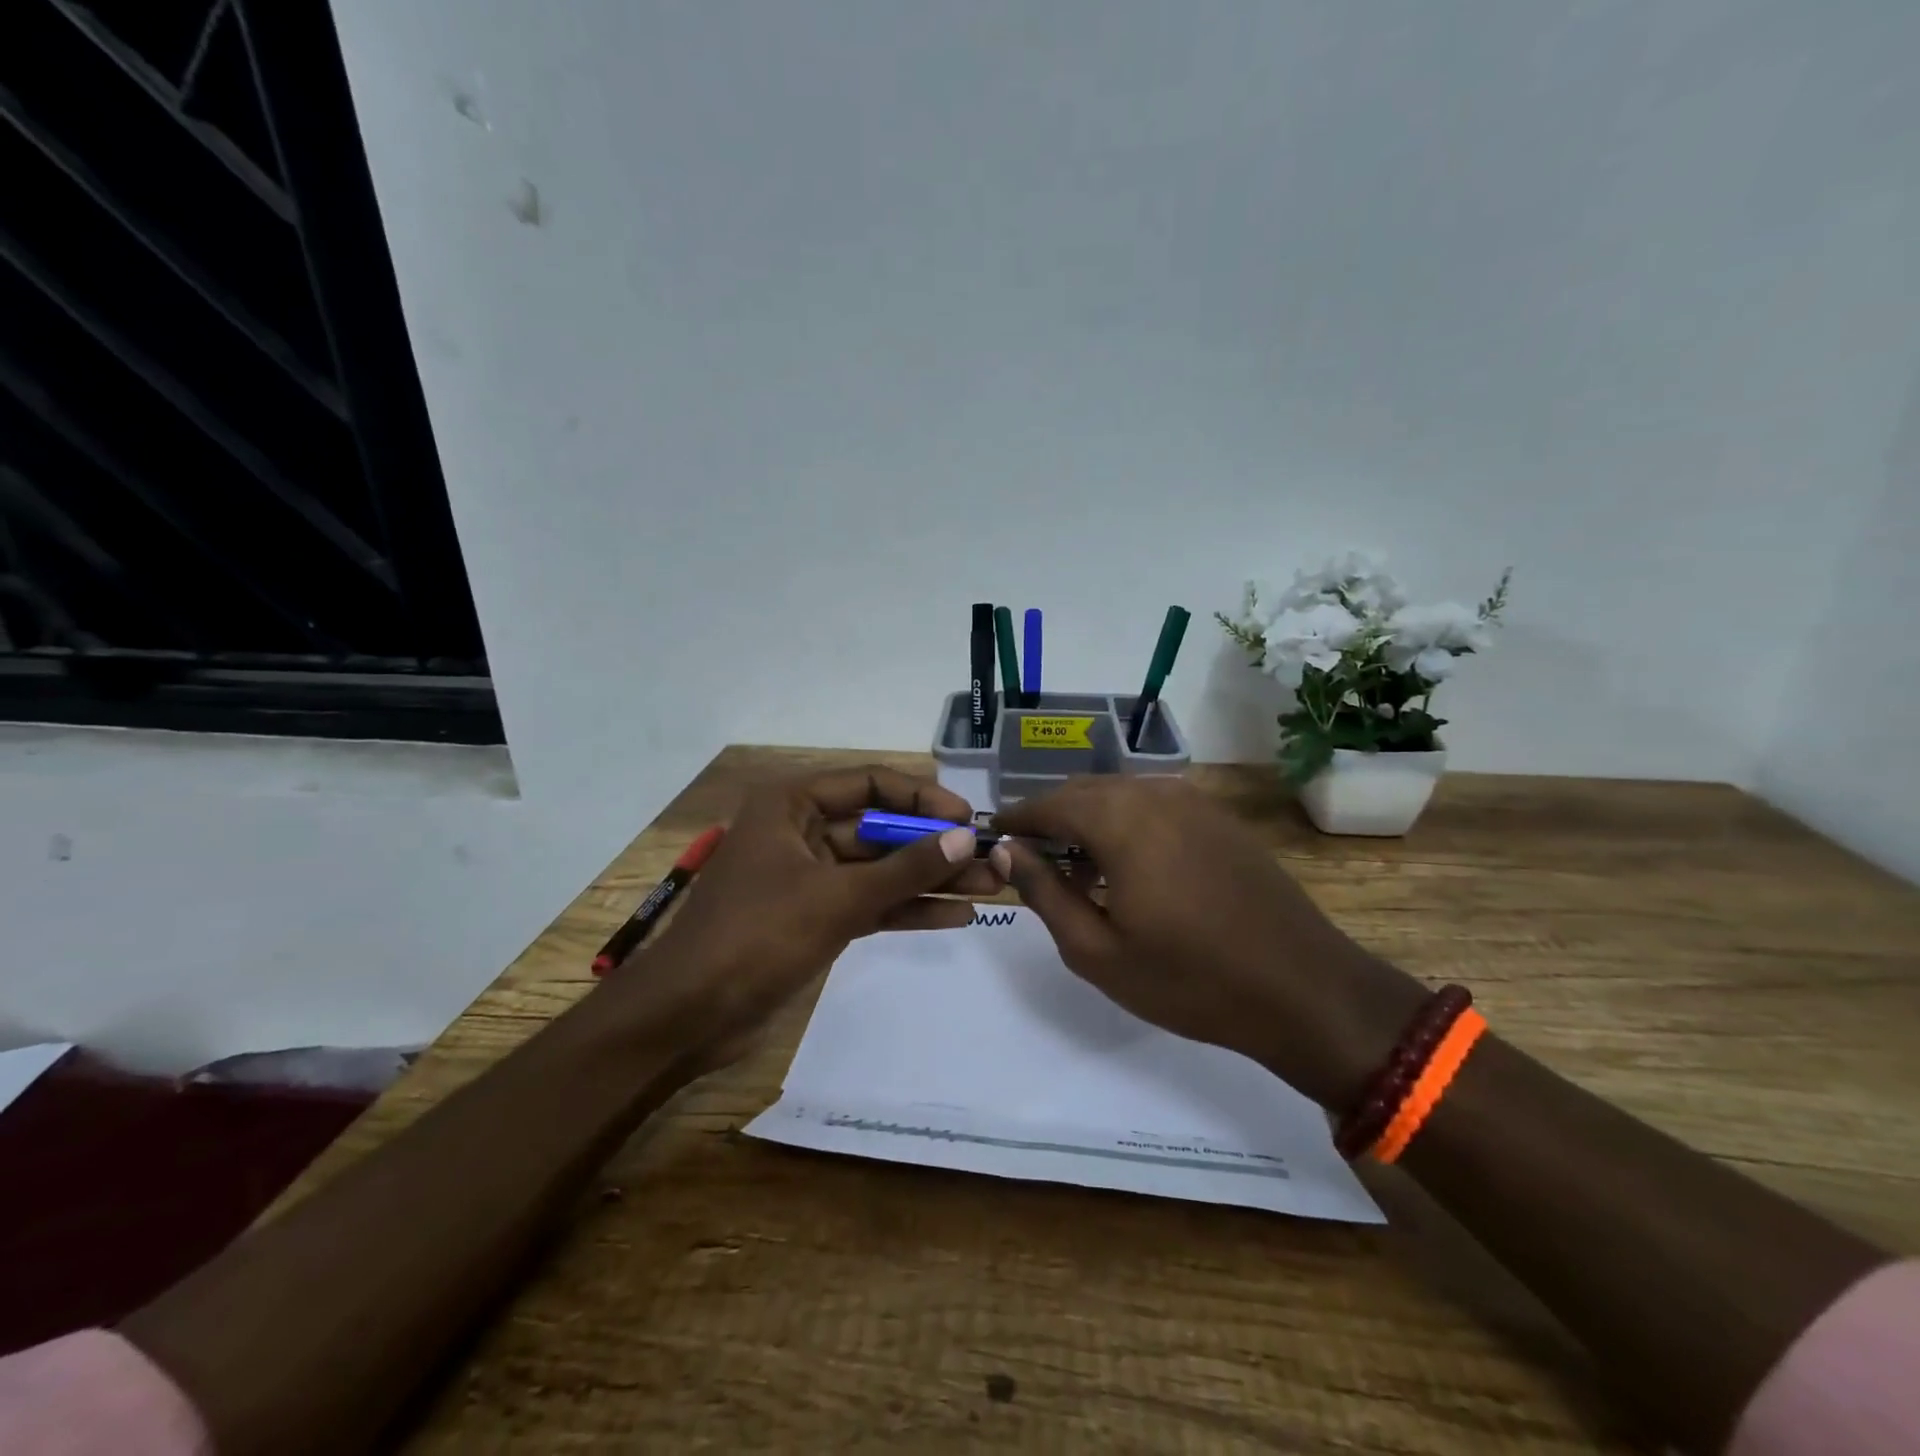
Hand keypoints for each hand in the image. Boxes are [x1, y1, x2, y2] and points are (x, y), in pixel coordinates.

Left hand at [604, 766, 1002, 1069]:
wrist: (688, 1016)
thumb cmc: (757, 936)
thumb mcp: (838, 897)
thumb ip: (905, 868)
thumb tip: (964, 838)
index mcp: (792, 805)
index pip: (870, 784)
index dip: (921, 797)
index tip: (966, 819)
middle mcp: (802, 832)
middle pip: (881, 829)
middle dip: (934, 846)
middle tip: (991, 860)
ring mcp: (810, 877)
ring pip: (880, 870)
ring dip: (930, 879)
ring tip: (990, 888)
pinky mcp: (815, 918)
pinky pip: (870, 902)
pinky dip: (907, 908)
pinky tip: (955, 916)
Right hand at [992, 776, 1425, 1110]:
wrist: (1304, 990)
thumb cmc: (1190, 980)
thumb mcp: (1097, 950)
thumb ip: (1044, 891)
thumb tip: (1007, 850)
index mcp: (1121, 820)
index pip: (1049, 803)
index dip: (1016, 818)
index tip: (992, 836)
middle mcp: (1155, 794)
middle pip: (1084, 791)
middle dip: (1051, 818)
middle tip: (1029, 858)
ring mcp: (1194, 803)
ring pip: (1120, 796)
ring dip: (1088, 822)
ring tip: (1076, 871)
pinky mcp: (1219, 819)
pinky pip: (1154, 807)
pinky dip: (1125, 825)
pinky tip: (1127, 869)